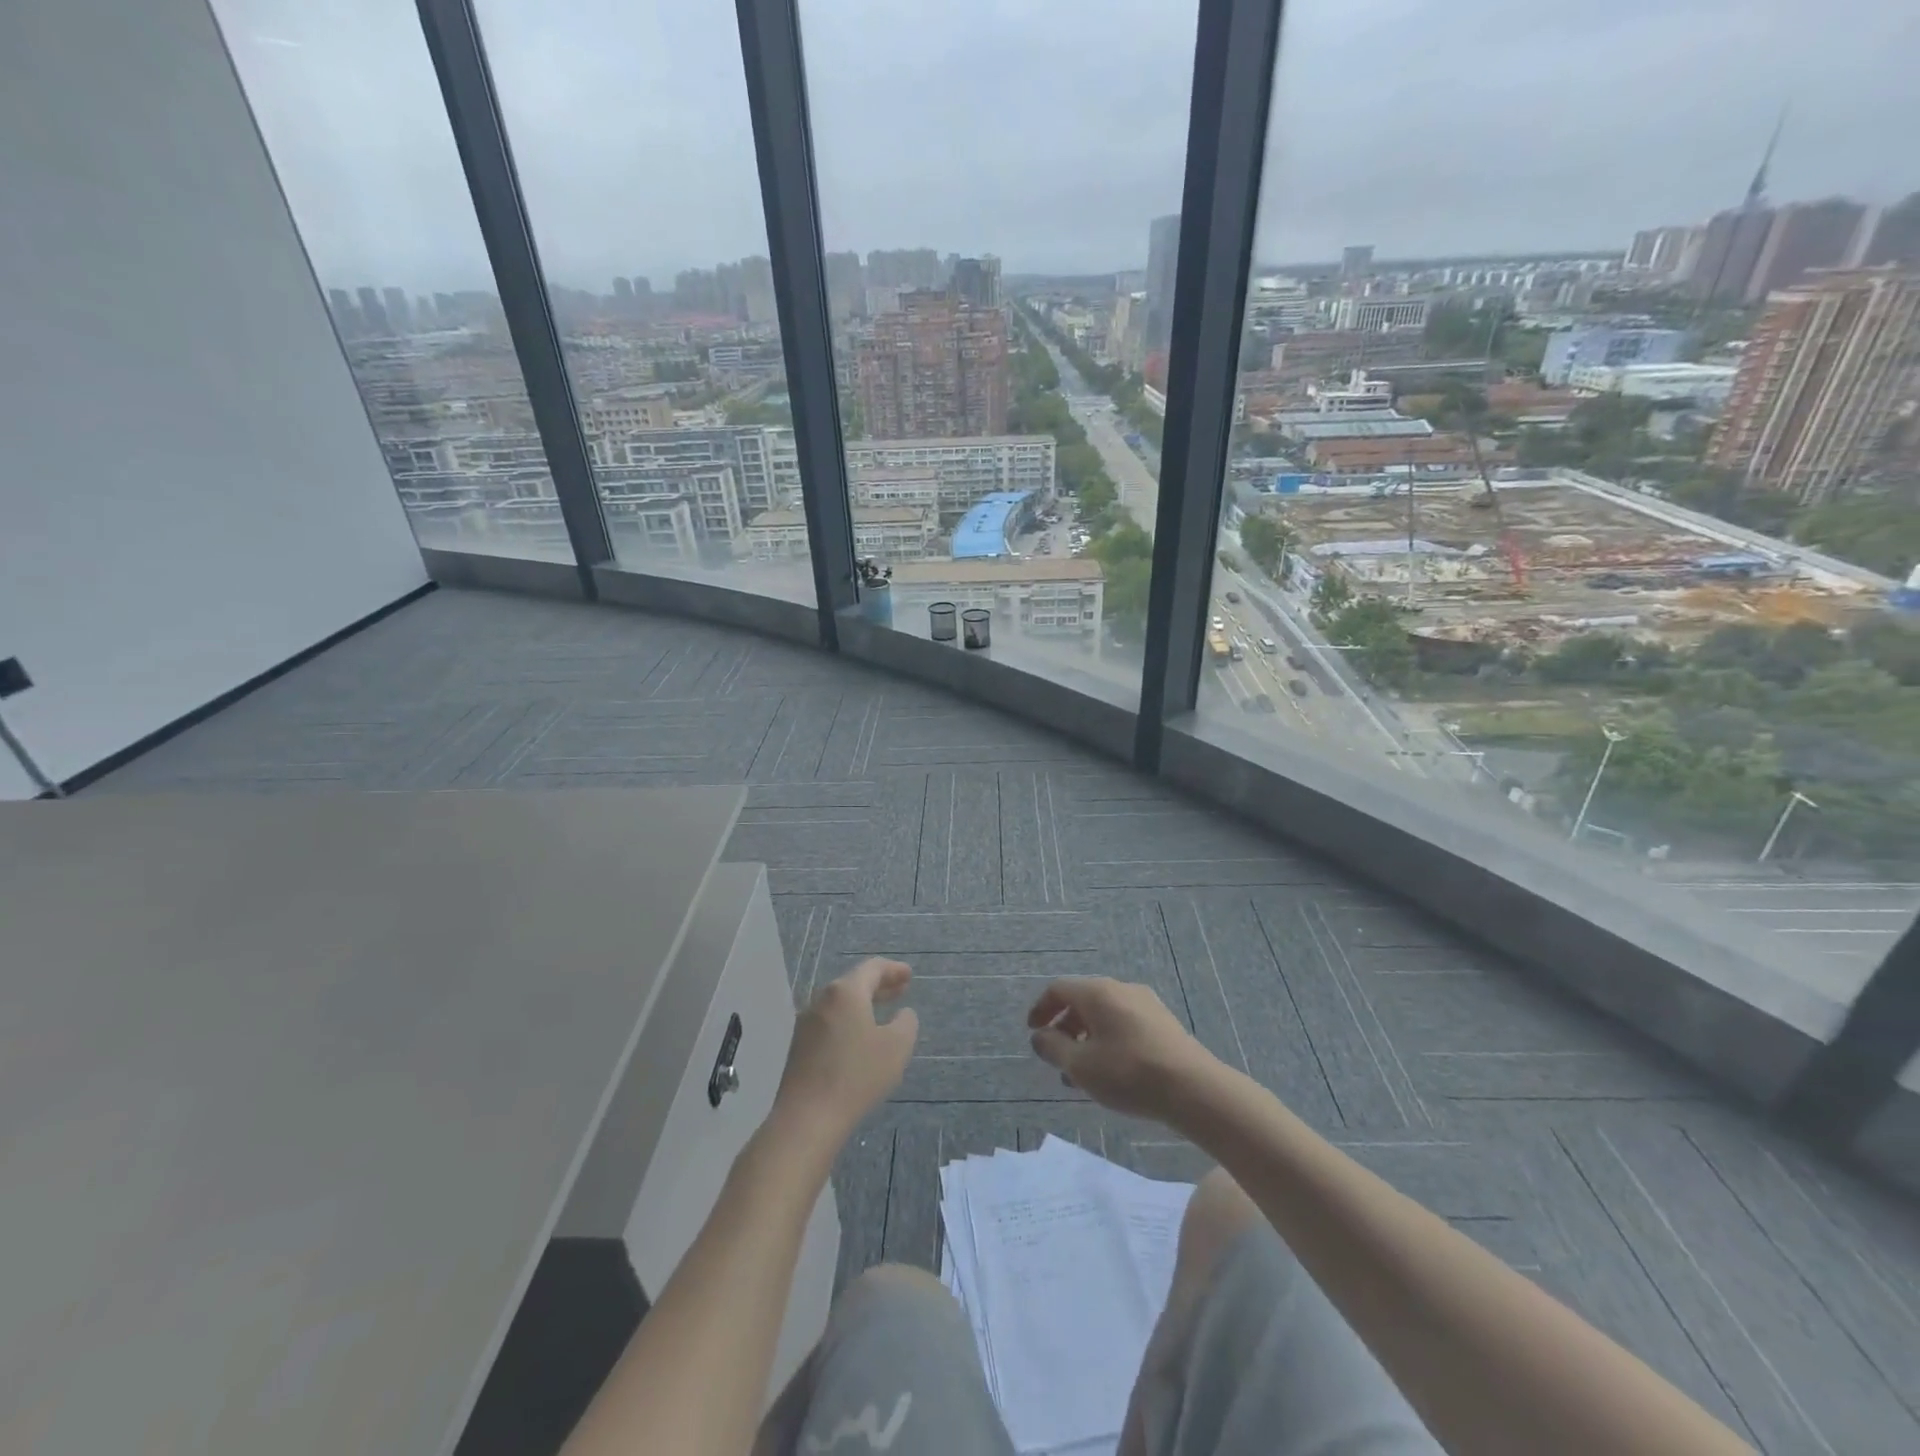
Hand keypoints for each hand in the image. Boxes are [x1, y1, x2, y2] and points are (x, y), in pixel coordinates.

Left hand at [773, 959, 918, 1150]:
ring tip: (882, 1013)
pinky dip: (849, 1020)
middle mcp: (822, 1000)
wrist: (807, 1119)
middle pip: (854, 983)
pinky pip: (829, 1022)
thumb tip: (902, 1014)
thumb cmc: (857, 1076)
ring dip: (863, 1004)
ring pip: (840, 1004)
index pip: (872, 968)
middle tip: (900, 990)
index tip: (909, 975)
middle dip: (879, 985)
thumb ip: (906, 1023)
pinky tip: (859, 1038)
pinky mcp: (799, 1047)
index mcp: (845, 992)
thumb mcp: (897, 1047)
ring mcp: (806, 1023)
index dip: (893, 970)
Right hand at [1027, 977, 1215, 1120]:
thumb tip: (1039, 1037)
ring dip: (1086, 1039)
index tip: (1033, 1033)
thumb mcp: (1081, 1066)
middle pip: (1082, 1000)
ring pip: (1104, 1015)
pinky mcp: (1162, 1023)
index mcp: (1097, 992)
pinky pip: (1124, 1024)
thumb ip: (1053, 1048)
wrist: (1194, 1089)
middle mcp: (1121, 989)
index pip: (1059, 989)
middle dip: (1064, 1028)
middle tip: (1057, 1059)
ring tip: (1082, 1075)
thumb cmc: (1128, 1073)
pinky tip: (1111, 1073)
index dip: (1041, 1009)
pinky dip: (1108, 1041)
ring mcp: (1145, 1004)